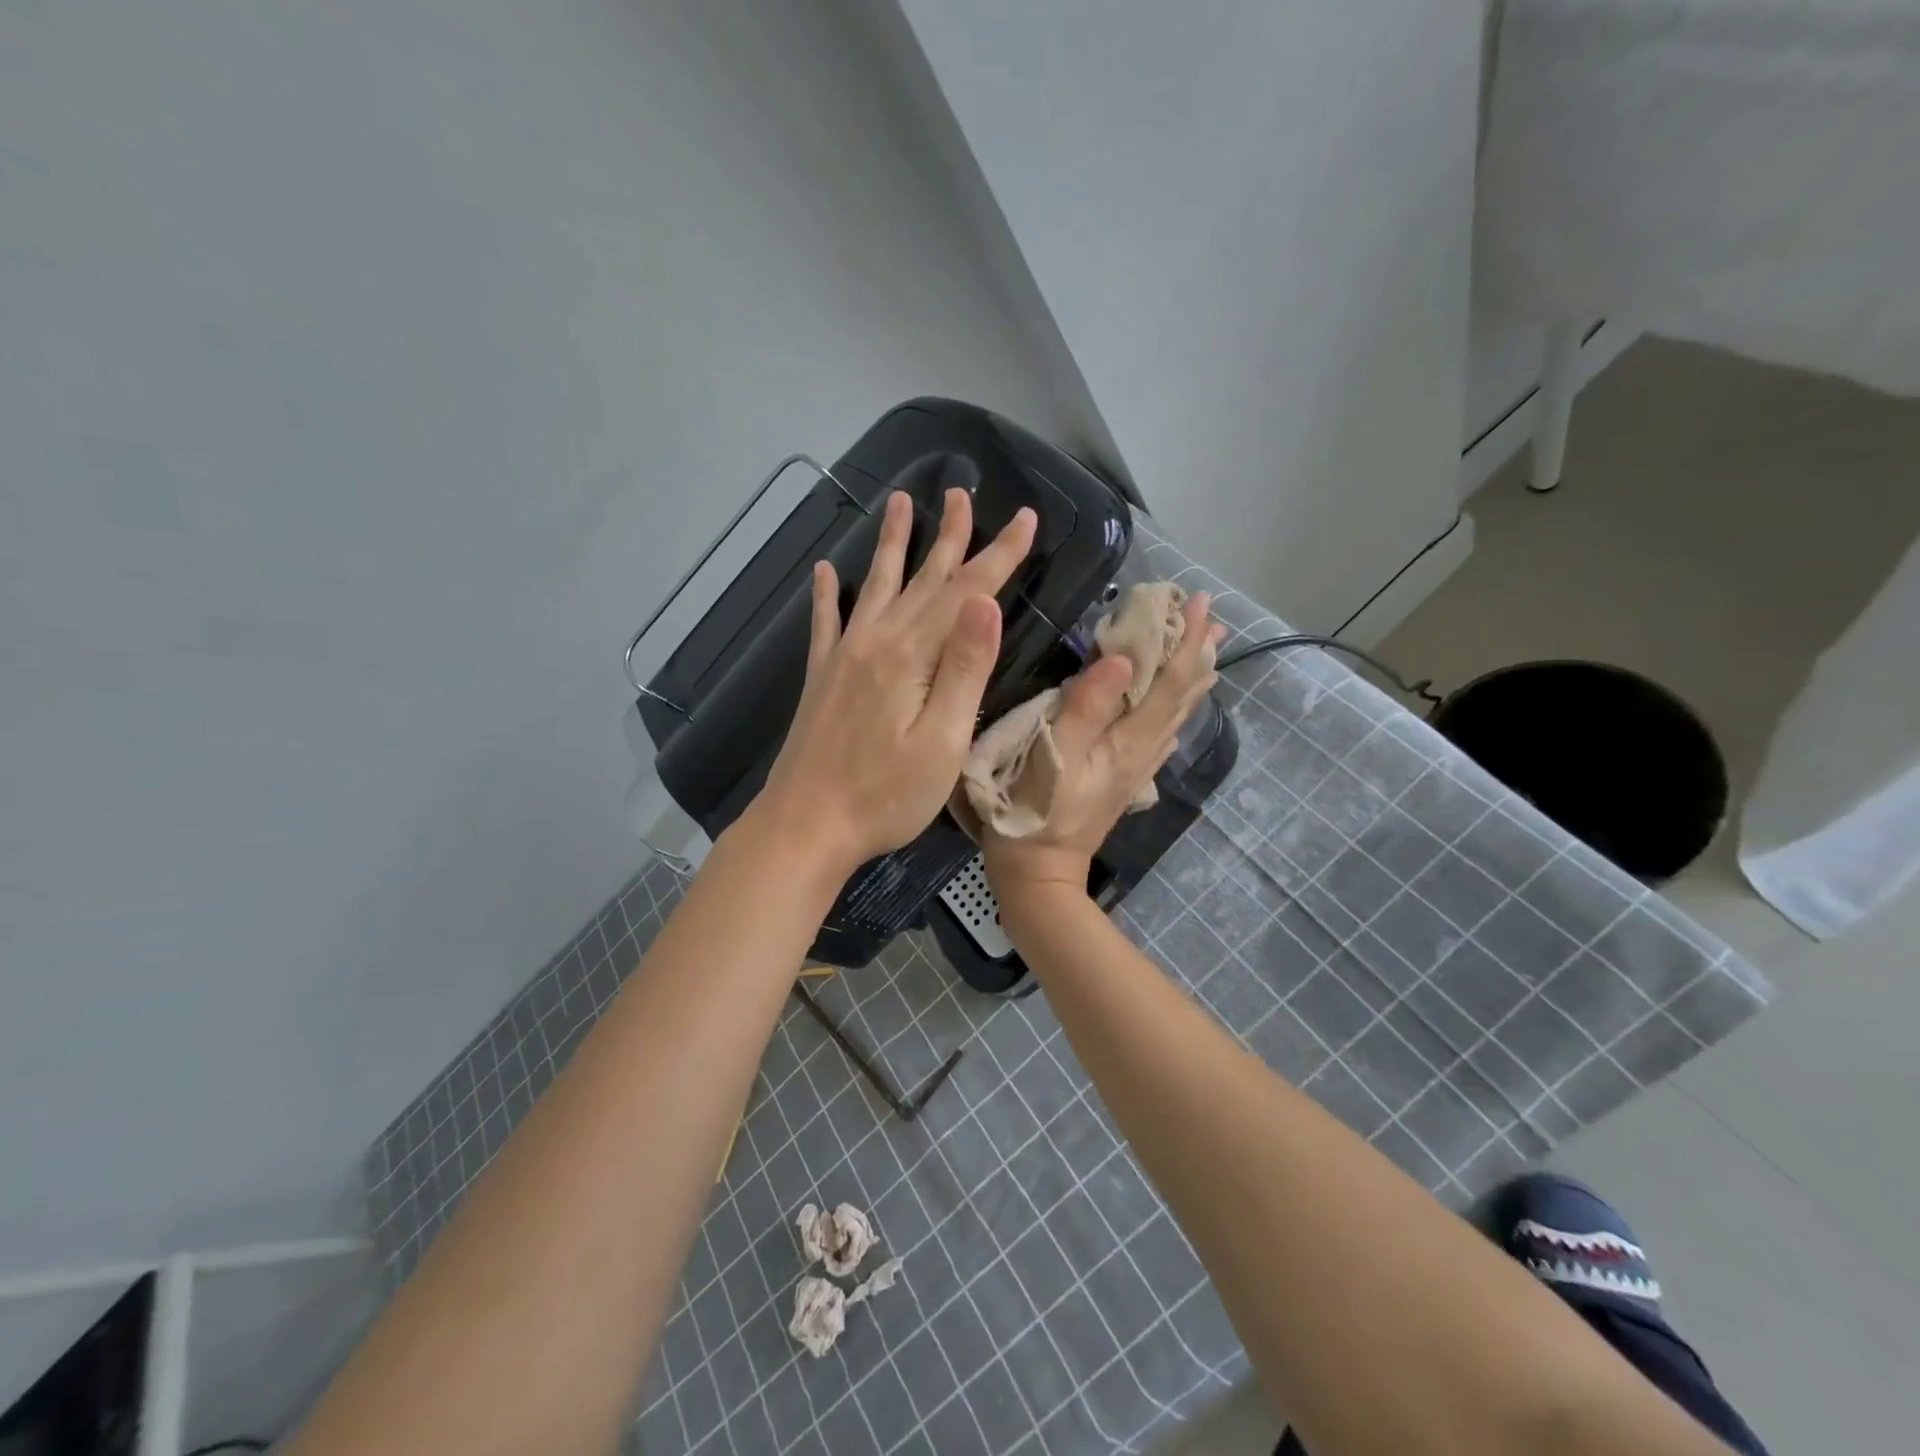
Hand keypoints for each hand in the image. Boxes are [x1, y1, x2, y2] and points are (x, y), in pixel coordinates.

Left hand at [750, 487, 1036, 875]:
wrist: (806, 824)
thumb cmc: (886, 795)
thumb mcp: (942, 740)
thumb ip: (964, 668)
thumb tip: (985, 601)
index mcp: (912, 656)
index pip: (966, 592)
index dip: (998, 554)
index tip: (1024, 518)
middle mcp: (876, 642)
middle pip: (923, 579)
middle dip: (950, 535)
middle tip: (962, 493)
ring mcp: (844, 657)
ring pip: (877, 586)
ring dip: (893, 544)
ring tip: (900, 503)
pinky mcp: (822, 677)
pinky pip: (824, 622)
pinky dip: (827, 593)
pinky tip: (826, 570)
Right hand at [983, 591, 1223, 911]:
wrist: (1040, 873)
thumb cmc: (1034, 810)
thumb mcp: (1052, 756)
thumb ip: (1085, 707)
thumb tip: (1120, 660)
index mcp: (1128, 741)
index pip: (1168, 683)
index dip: (1185, 641)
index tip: (1197, 601)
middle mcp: (1143, 752)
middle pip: (1181, 697)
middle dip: (1197, 654)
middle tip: (1211, 617)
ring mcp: (1136, 768)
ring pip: (1176, 715)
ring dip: (1192, 679)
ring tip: (1207, 652)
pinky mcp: (1125, 779)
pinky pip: (1162, 733)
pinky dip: (1176, 708)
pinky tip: (1175, 706)